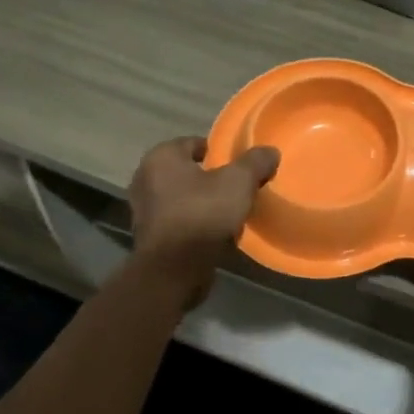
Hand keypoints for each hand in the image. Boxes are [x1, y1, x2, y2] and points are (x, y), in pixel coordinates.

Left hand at [128, 137, 279, 296]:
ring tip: (228, 210)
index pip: (195, 143)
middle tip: (236, 186)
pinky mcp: (148, 236)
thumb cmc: (203, 214)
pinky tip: (214, 231)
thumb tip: (270, 151)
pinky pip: (177, 220)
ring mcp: (143, 209)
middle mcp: (145, 178)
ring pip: (181, 197)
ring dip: (201, 201)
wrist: (175, 270)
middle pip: (187, 171)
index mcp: (161, 157)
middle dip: (210, 177)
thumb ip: (255, 162)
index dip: (220, 152)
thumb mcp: (239, 181)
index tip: (239, 165)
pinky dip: (193, 222)